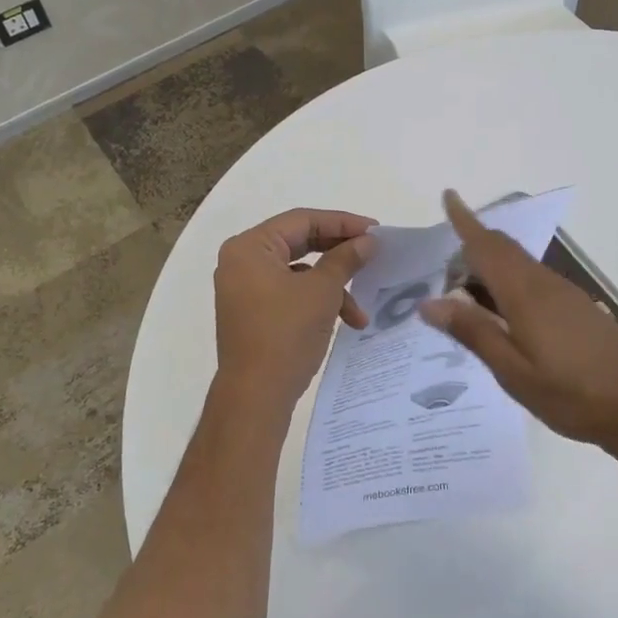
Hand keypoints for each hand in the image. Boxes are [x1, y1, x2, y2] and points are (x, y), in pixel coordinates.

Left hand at [212, 209, 377, 419]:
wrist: (255, 397)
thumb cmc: (285, 334)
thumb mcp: (322, 292)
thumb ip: (345, 259)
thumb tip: (367, 241)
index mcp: (250, 247)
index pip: (302, 220)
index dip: (342, 223)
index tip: (375, 230)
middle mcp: (242, 261)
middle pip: (299, 243)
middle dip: (339, 253)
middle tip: (372, 255)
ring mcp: (245, 288)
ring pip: (298, 272)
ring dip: (333, 286)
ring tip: (360, 310)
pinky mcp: (253, 312)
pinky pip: (290, 293)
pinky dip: (317, 302)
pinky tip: (345, 322)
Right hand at [417, 190, 617, 447]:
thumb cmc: (572, 393)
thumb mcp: (512, 371)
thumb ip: (473, 332)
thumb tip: (429, 303)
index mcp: (524, 293)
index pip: (486, 246)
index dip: (465, 221)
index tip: (448, 195)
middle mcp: (543, 284)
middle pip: (503, 249)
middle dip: (471, 248)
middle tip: (441, 271)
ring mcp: (563, 295)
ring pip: (518, 265)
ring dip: (489, 269)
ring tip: (463, 297)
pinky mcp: (576, 309)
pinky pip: (531, 282)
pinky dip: (507, 285)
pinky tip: (500, 317)